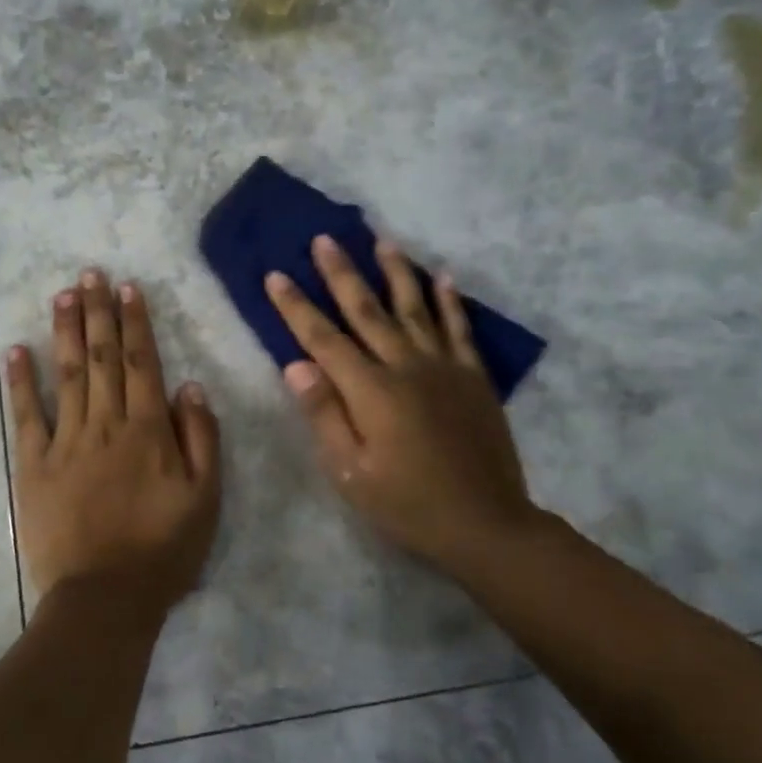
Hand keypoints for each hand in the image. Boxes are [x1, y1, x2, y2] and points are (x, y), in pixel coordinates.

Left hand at [7, 269, 221, 619]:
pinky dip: (20, 381)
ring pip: (66, 374)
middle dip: (98, 312)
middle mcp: (105, 424)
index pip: (141, 363)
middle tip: (91, 273)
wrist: (105, 597)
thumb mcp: (206, 498)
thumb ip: (201, 437)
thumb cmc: (164, 550)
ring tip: (63, 293)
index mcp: (148, 430)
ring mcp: (65, 442)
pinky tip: (16, 349)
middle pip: (101, 357)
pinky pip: (26, 416)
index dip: (135, 323)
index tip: (128, 288)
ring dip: (65, 331)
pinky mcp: (33, 465)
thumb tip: (189, 384)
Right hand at [265, 236, 545, 578]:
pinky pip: (460, 329)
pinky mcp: (473, 377)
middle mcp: (406, 367)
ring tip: (382, 239)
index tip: (276, 275)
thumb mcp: (351, 473)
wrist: (486, 524)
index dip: (296, 307)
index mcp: (371, 391)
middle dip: (341, 274)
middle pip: (367, 311)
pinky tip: (443, 277)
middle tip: (324, 239)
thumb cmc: (408, 504)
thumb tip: (295, 365)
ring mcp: (444, 368)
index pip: (323, 339)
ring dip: (396, 272)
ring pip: (415, 308)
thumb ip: (324, 415)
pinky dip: (450, 301)